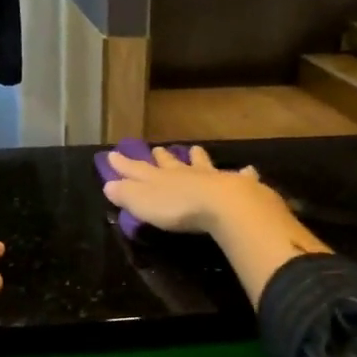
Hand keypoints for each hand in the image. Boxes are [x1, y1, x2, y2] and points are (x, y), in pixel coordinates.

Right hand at [103, 144, 288, 235]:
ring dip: (198, 158)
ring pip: (202, 164)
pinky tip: (248, 170)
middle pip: (170, 164)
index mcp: (160, 179)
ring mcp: (211, 178)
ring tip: (196, 150)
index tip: (113, 155)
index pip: (137, 170)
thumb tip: (108, 184)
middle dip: (162, 158)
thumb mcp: (142, 203)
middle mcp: (184, 174)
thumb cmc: (177, 207)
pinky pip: (240, 177)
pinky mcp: (237, 187)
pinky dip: (244, 174)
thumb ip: (126, 194)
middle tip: (157, 149)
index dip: (124, 165)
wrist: (222, 205)